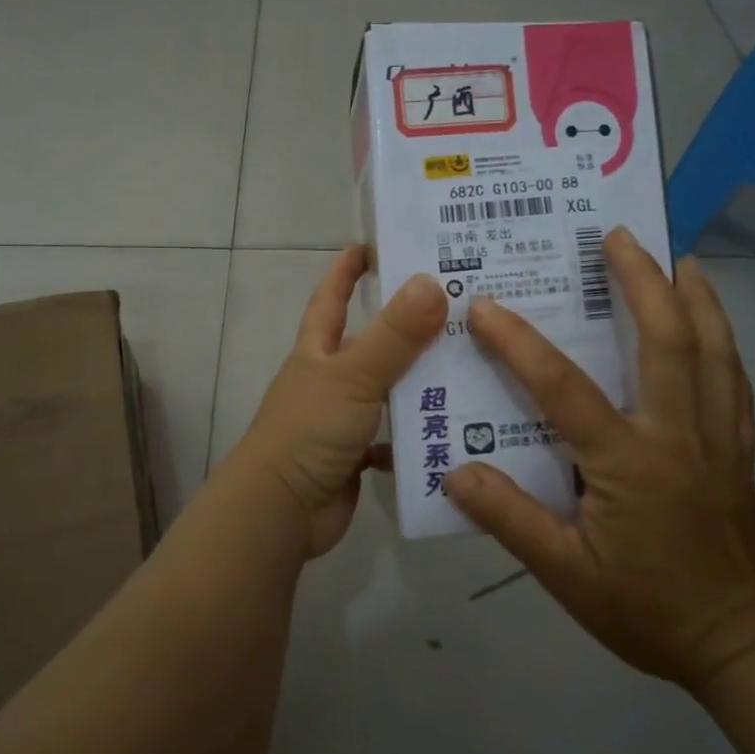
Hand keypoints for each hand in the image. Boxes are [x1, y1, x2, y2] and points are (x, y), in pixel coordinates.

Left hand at [234, 246, 446, 558]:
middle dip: (407, 326)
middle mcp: (328, 378)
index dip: (347, 270)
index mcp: (318, 351)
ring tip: (473, 366)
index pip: (331, 297)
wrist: (281, 510)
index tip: (372, 244)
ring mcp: (341, 418)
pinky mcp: (355, 454)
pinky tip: (457, 427)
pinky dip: (418, 433)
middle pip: (371, 343)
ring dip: (421, 381)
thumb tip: (432, 282)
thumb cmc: (309, 430)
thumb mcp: (353, 376)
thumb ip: (394, 335)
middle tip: (458, 308)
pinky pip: (394, 436)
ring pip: (388, 390)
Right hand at [445, 229, 754, 695]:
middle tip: (618, 236)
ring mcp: (717, 439)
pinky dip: (724, 340)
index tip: (484, 306)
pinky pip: (733, 381)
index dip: (519, 344)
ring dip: (695, 298)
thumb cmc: (651, 610)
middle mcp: (677, 434)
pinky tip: (713, 326)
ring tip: (678, 259)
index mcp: (628, 462)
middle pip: (667, 340)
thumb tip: (456, 472)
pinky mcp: (739, 452)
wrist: (749, 647)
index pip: (564, 388)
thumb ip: (511, 520)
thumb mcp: (567, 576)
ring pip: (713, 351)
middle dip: (642, 281)